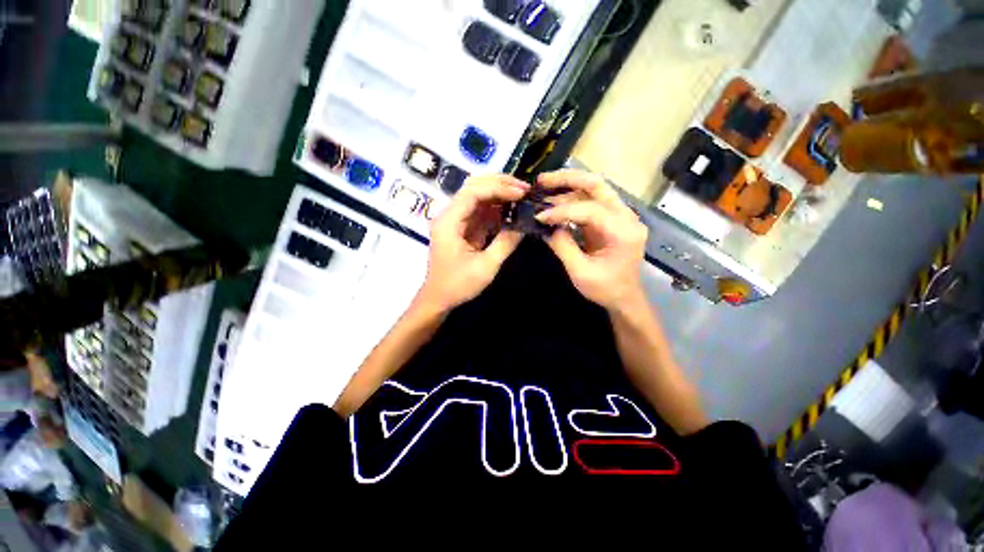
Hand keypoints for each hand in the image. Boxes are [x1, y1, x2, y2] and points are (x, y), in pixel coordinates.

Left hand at [419, 174, 527, 312]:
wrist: (438, 298)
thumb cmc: (458, 285)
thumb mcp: (485, 267)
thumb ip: (505, 243)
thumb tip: (525, 224)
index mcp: (449, 222)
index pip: (473, 192)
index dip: (499, 188)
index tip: (522, 193)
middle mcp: (449, 215)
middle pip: (474, 187)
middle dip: (500, 184)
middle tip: (525, 189)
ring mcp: (456, 220)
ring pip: (478, 196)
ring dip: (500, 194)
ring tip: (522, 195)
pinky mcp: (463, 227)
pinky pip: (480, 211)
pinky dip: (497, 208)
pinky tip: (512, 209)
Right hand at [536, 170, 648, 310]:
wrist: (624, 297)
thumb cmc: (605, 289)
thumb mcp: (580, 272)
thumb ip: (562, 246)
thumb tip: (546, 226)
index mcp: (623, 232)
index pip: (590, 210)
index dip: (562, 211)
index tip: (539, 216)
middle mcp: (626, 217)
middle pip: (598, 185)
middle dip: (568, 180)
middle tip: (542, 180)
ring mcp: (621, 216)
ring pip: (595, 189)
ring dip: (568, 186)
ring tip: (544, 188)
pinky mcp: (611, 219)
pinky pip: (591, 202)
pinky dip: (572, 199)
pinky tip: (555, 200)